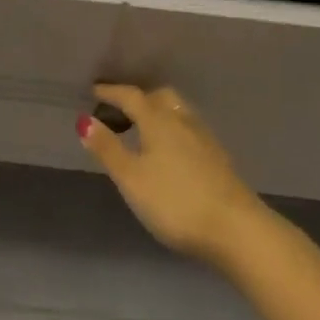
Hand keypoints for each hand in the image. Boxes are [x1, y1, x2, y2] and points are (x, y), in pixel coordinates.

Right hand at [79, 84, 270, 267]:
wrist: (236, 228)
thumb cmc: (176, 201)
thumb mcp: (132, 179)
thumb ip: (107, 149)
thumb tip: (84, 119)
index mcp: (156, 118)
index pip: (129, 96)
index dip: (110, 92)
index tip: (94, 91)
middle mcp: (180, 118)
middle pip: (157, 97)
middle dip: (138, 98)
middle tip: (121, 110)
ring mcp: (202, 136)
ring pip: (176, 111)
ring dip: (158, 112)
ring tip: (145, 129)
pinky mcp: (217, 156)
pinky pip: (188, 128)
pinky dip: (174, 129)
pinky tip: (172, 151)